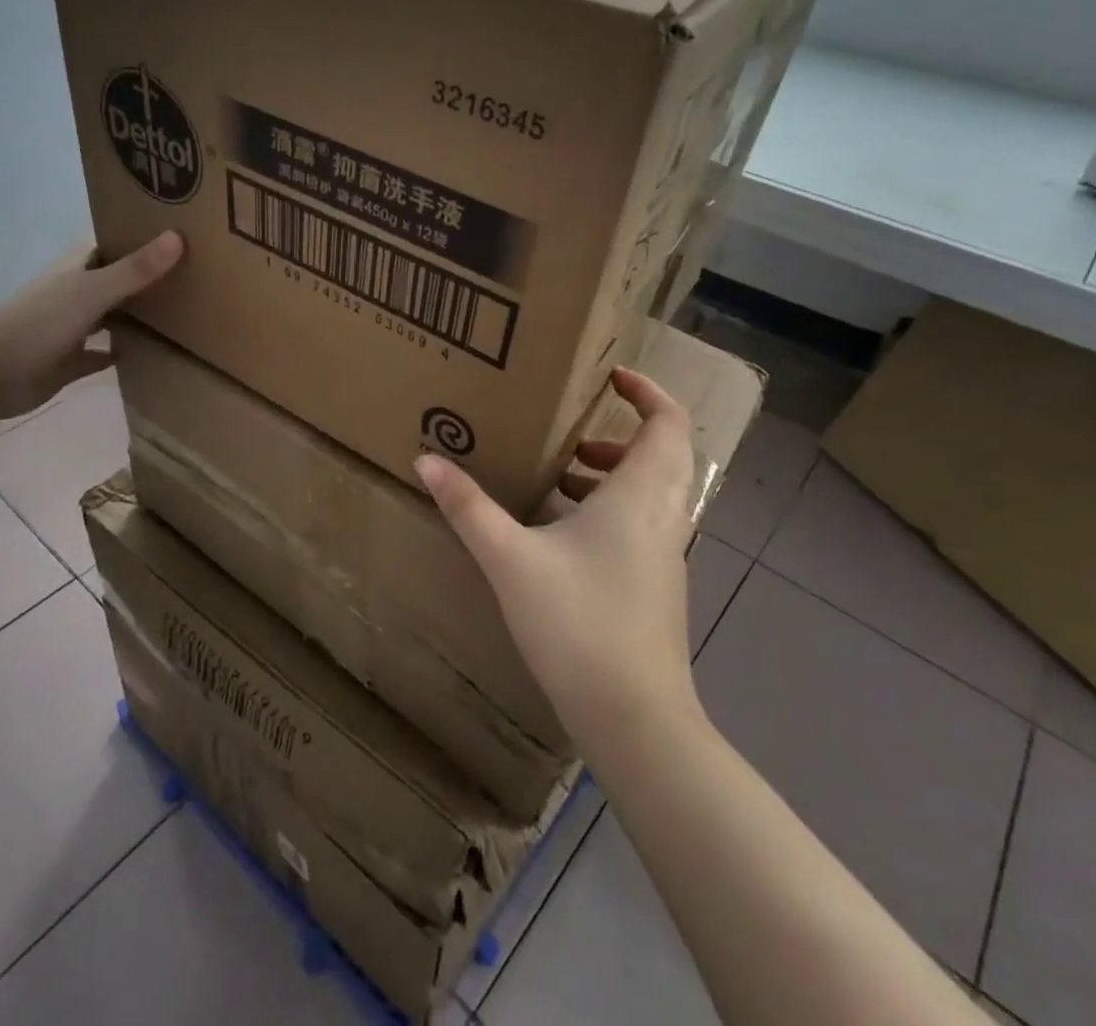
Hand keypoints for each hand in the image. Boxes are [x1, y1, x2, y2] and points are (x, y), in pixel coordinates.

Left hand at [0, 232, 182, 420]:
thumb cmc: (40, 321)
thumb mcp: (93, 290)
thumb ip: (136, 269)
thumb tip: (178, 236)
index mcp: (76, 270)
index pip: (110, 244)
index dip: (137, 236)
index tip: (175, 231)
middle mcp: (73, 294)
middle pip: (112, 281)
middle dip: (142, 278)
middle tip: (189, 275)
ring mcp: (68, 329)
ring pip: (107, 317)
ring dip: (132, 316)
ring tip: (177, 313)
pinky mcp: (67, 363)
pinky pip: (98, 355)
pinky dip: (116, 354)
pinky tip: (145, 354)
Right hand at [415, 368, 699, 748]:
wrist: (636, 720)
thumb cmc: (578, 624)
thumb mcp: (510, 559)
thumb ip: (468, 507)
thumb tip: (426, 460)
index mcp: (640, 495)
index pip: (668, 423)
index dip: (648, 391)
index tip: (612, 376)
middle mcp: (664, 517)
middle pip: (664, 453)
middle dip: (624, 432)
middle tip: (574, 430)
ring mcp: (667, 555)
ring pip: (654, 491)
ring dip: (615, 473)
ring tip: (561, 476)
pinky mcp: (658, 586)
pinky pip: (644, 524)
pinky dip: (614, 508)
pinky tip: (564, 533)